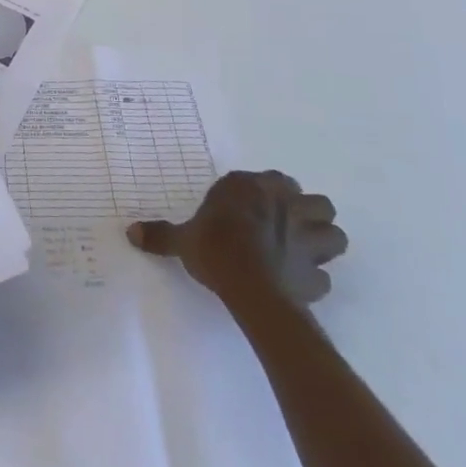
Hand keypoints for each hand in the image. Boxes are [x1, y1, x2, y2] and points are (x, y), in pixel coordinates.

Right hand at [128, 169, 347, 312]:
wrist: (248, 285)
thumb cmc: (215, 248)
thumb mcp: (182, 239)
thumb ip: (161, 234)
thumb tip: (130, 232)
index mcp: (255, 188)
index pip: (273, 180)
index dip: (268, 193)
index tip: (253, 207)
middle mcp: (287, 206)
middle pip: (317, 203)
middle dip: (309, 214)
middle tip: (288, 228)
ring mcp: (308, 240)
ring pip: (335, 235)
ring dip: (324, 243)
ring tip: (303, 254)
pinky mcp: (316, 275)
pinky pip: (323, 277)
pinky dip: (315, 280)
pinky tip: (298, 286)